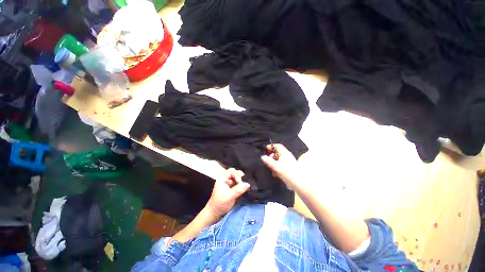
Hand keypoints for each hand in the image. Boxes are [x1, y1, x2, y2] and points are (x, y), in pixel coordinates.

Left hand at [206, 168, 249, 216]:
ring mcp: (229, 184)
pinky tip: (245, 189)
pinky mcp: (231, 189)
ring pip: (237, 179)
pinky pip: (238, 184)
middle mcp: (225, 180)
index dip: (236, 175)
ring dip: (241, 182)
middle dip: (240, 178)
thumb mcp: (229, 196)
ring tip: (245, 186)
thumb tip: (248, 184)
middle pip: (234, 174)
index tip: (240, 182)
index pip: (231, 171)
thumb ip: (239, 189)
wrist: (215, 213)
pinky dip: (241, 186)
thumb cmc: (220, 204)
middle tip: (244, 184)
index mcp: (222, 179)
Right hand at [261, 143, 299, 187]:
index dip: (271, 147)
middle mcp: (287, 156)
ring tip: (271, 169)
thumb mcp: (275, 166)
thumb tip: (262, 157)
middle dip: (271, 156)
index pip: (277, 146)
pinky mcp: (290, 167)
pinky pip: (282, 164)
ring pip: (279, 159)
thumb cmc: (287, 172)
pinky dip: (277, 167)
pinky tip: (275, 173)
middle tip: (267, 161)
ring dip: (274, 163)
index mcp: (284, 153)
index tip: (265, 150)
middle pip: (277, 153)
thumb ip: (268, 160)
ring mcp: (289, 162)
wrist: (298, 183)